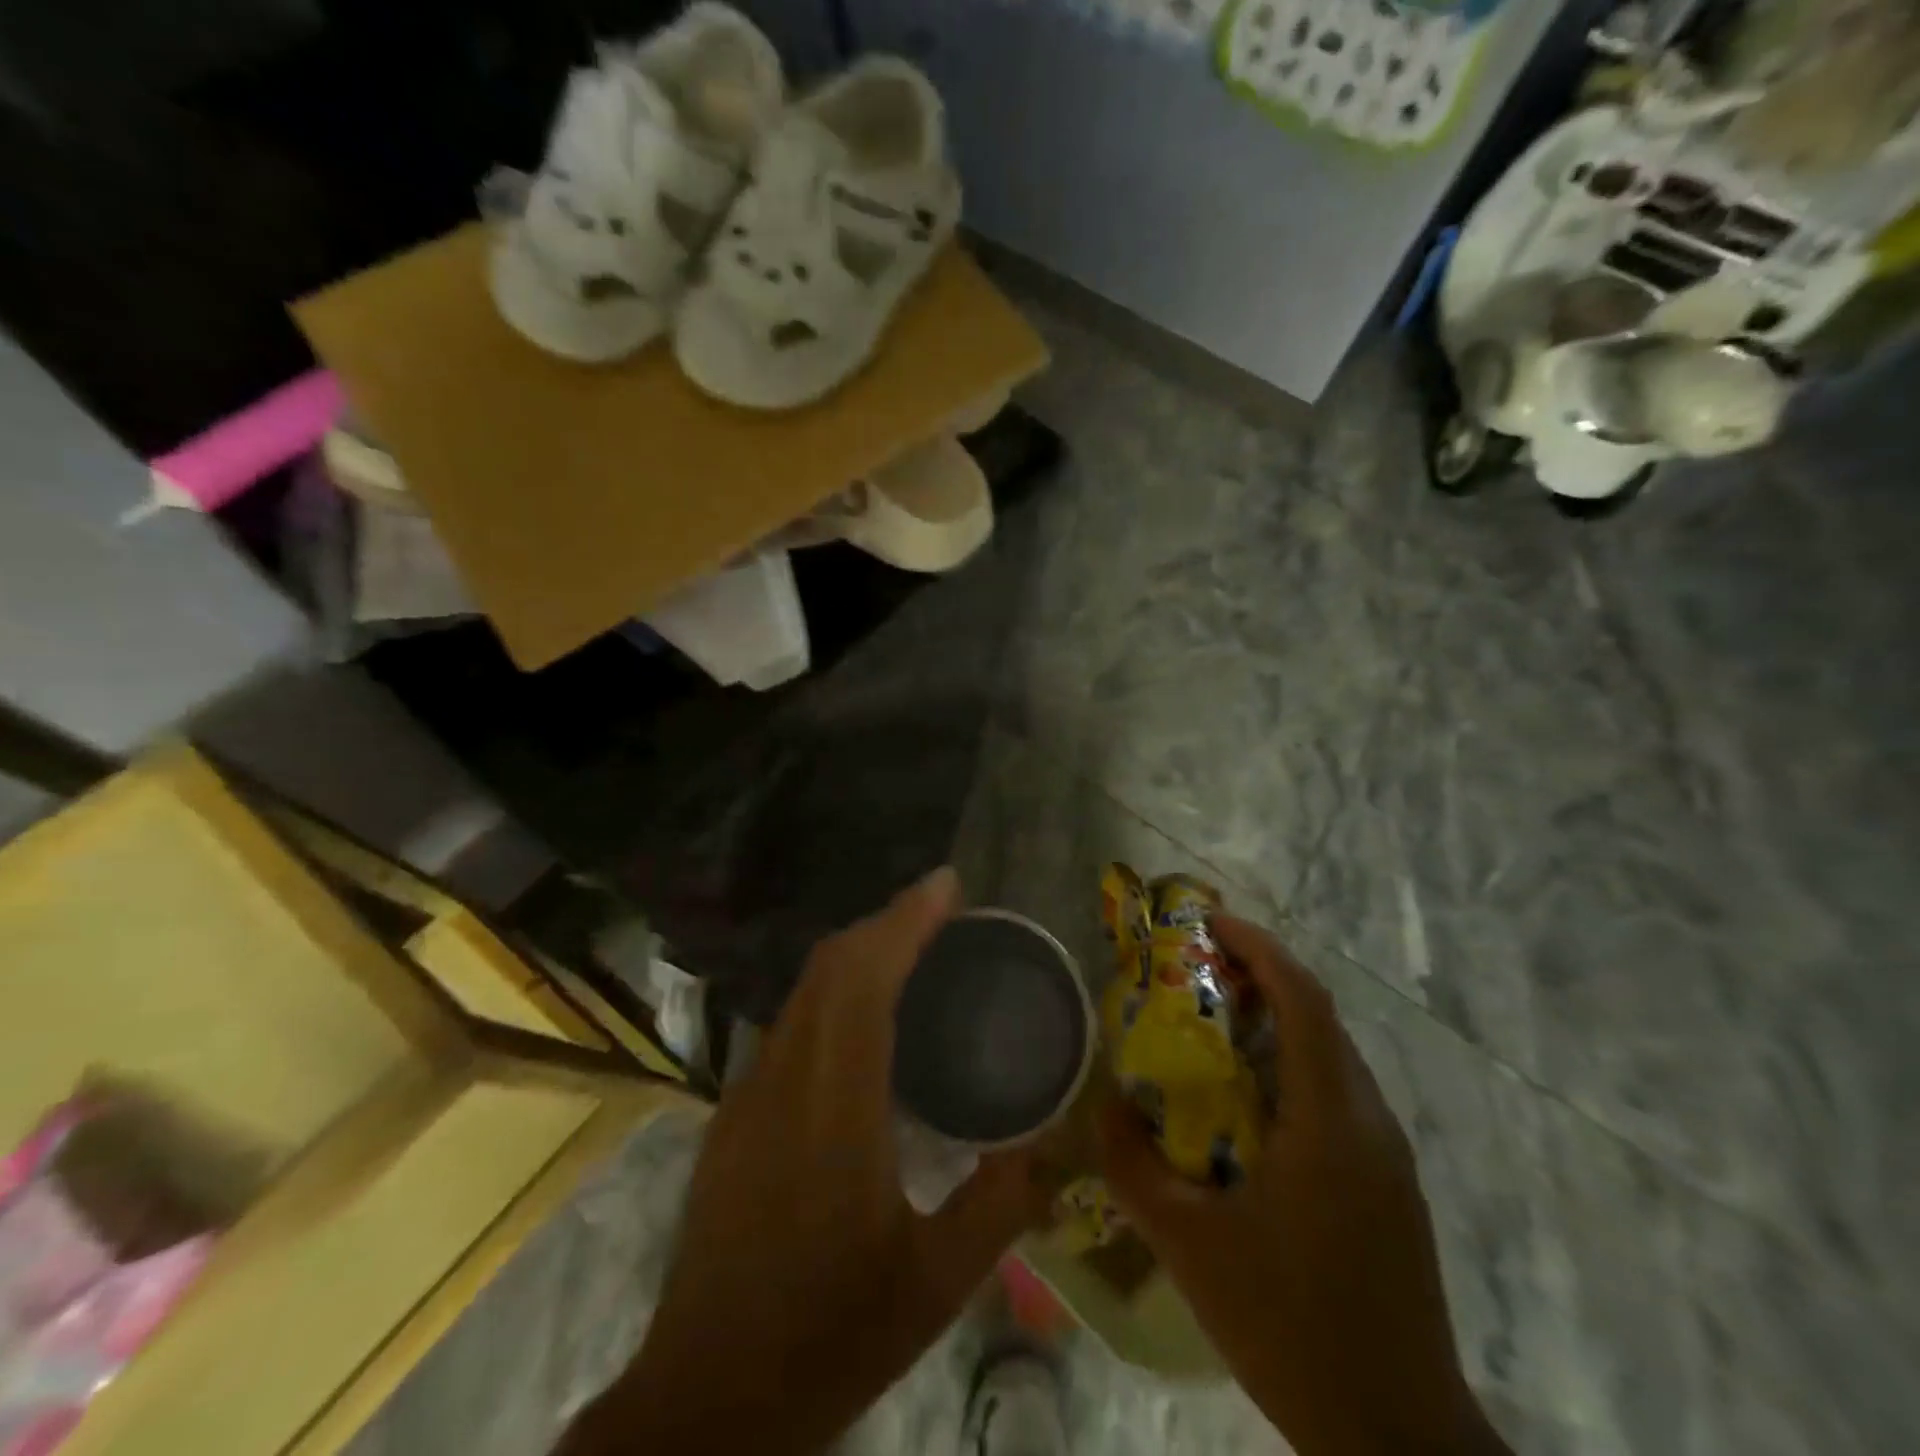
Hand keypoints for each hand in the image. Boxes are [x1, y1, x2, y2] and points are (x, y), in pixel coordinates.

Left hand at [565, 868, 1047, 1455]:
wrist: (703, 1404)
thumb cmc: (826, 1339)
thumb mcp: (935, 1286)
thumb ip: (999, 1205)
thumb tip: (1049, 1144)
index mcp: (834, 1109)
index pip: (864, 980)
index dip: (904, 921)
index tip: (947, 886)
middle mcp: (782, 1081)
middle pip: (829, 966)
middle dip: (886, 921)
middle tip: (942, 911)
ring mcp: (747, 1095)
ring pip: (804, 990)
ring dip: (858, 952)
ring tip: (913, 951)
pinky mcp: (732, 1115)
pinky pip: (790, 1024)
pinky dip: (833, 992)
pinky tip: (864, 1019)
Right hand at [1099, 916, 1507, 1455]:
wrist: (1397, 1440)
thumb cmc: (1289, 1326)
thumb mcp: (1189, 1247)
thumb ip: (1133, 1168)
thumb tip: (1103, 1106)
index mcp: (1328, 1122)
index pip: (1303, 1000)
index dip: (1259, 948)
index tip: (1210, 923)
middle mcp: (1368, 1121)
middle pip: (1319, 1017)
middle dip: (1262, 975)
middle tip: (1199, 967)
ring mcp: (1387, 1154)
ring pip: (1331, 1055)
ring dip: (1278, 1020)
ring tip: (1216, 1023)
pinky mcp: (1390, 1184)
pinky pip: (1337, 1094)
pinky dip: (1292, 1066)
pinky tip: (1250, 1102)